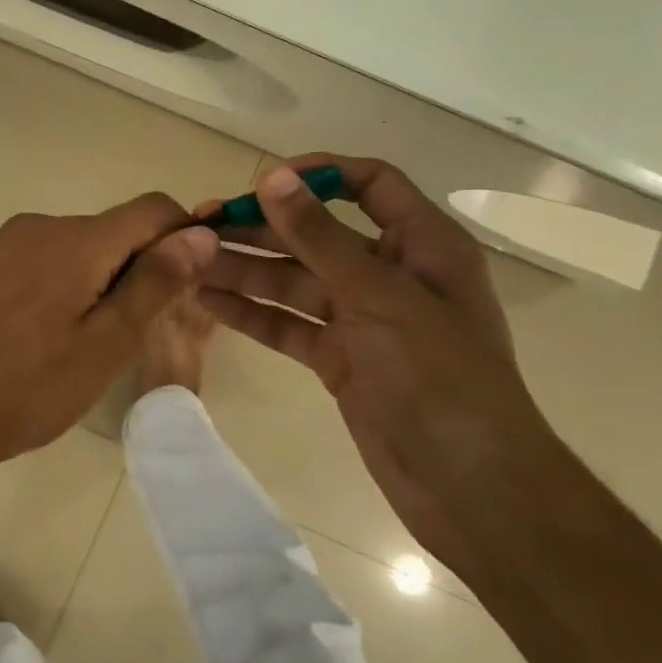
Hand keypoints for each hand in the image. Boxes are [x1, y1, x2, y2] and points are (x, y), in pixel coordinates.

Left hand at [0, 194, 219, 504]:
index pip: (152, 209)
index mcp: (77, 240)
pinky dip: (52, 286)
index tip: (184, 284)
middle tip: (125, 336)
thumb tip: (200, 233)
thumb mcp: (105, 345)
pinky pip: (33, 261)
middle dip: (133, 268)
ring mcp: (0, 244)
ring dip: (91, 280)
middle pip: (109, 231)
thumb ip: (155, 283)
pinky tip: (33, 337)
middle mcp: (38, 226)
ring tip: (75, 344)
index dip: (182, 236)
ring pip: (70, 248)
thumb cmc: (25, 388)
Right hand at [197, 155, 555, 569]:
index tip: (261, 183)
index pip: (368, 184)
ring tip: (190, 262)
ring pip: (294, 281)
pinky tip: (208, 301)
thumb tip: (273, 178)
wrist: (471, 488)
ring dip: (245, 270)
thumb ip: (320, 236)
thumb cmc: (438, 376)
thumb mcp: (378, 296)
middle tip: (200, 225)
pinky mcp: (340, 359)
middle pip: (317, 234)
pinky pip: (289, 324)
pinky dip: (252, 313)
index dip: (316, 174)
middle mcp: (390, 274)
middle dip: (260, 228)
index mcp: (421, 245)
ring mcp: (362, 320)